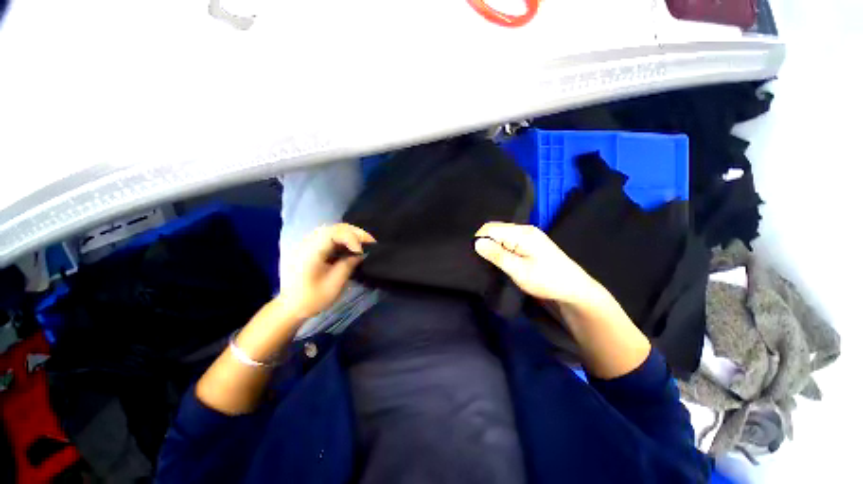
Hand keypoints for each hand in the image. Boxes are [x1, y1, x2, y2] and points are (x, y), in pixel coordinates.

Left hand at [276, 223, 375, 321]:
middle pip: (335, 228)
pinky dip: (344, 239)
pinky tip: (352, 247)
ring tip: (364, 244)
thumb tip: (361, 253)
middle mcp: (308, 242)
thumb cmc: (311, 299)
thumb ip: (348, 265)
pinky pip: (330, 236)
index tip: (362, 251)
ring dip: (351, 235)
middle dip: (356, 233)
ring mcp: (309, 243)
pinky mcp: (311, 247)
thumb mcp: (334, 285)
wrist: (290, 307)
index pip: (334, 233)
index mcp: (311, 252)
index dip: (352, 238)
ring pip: (334, 230)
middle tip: (371, 242)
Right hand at [474, 222, 605, 307]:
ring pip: (501, 235)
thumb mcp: (518, 270)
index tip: (476, 256)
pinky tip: (501, 259)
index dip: (479, 240)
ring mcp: (529, 235)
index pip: (490, 228)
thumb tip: (476, 242)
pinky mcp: (530, 242)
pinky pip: (509, 240)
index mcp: (522, 233)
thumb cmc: (546, 280)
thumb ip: (497, 255)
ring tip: (491, 261)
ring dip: (494, 246)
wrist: (574, 289)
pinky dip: (501, 248)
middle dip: (486, 242)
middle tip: (483, 261)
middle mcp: (525, 229)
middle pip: (496, 229)